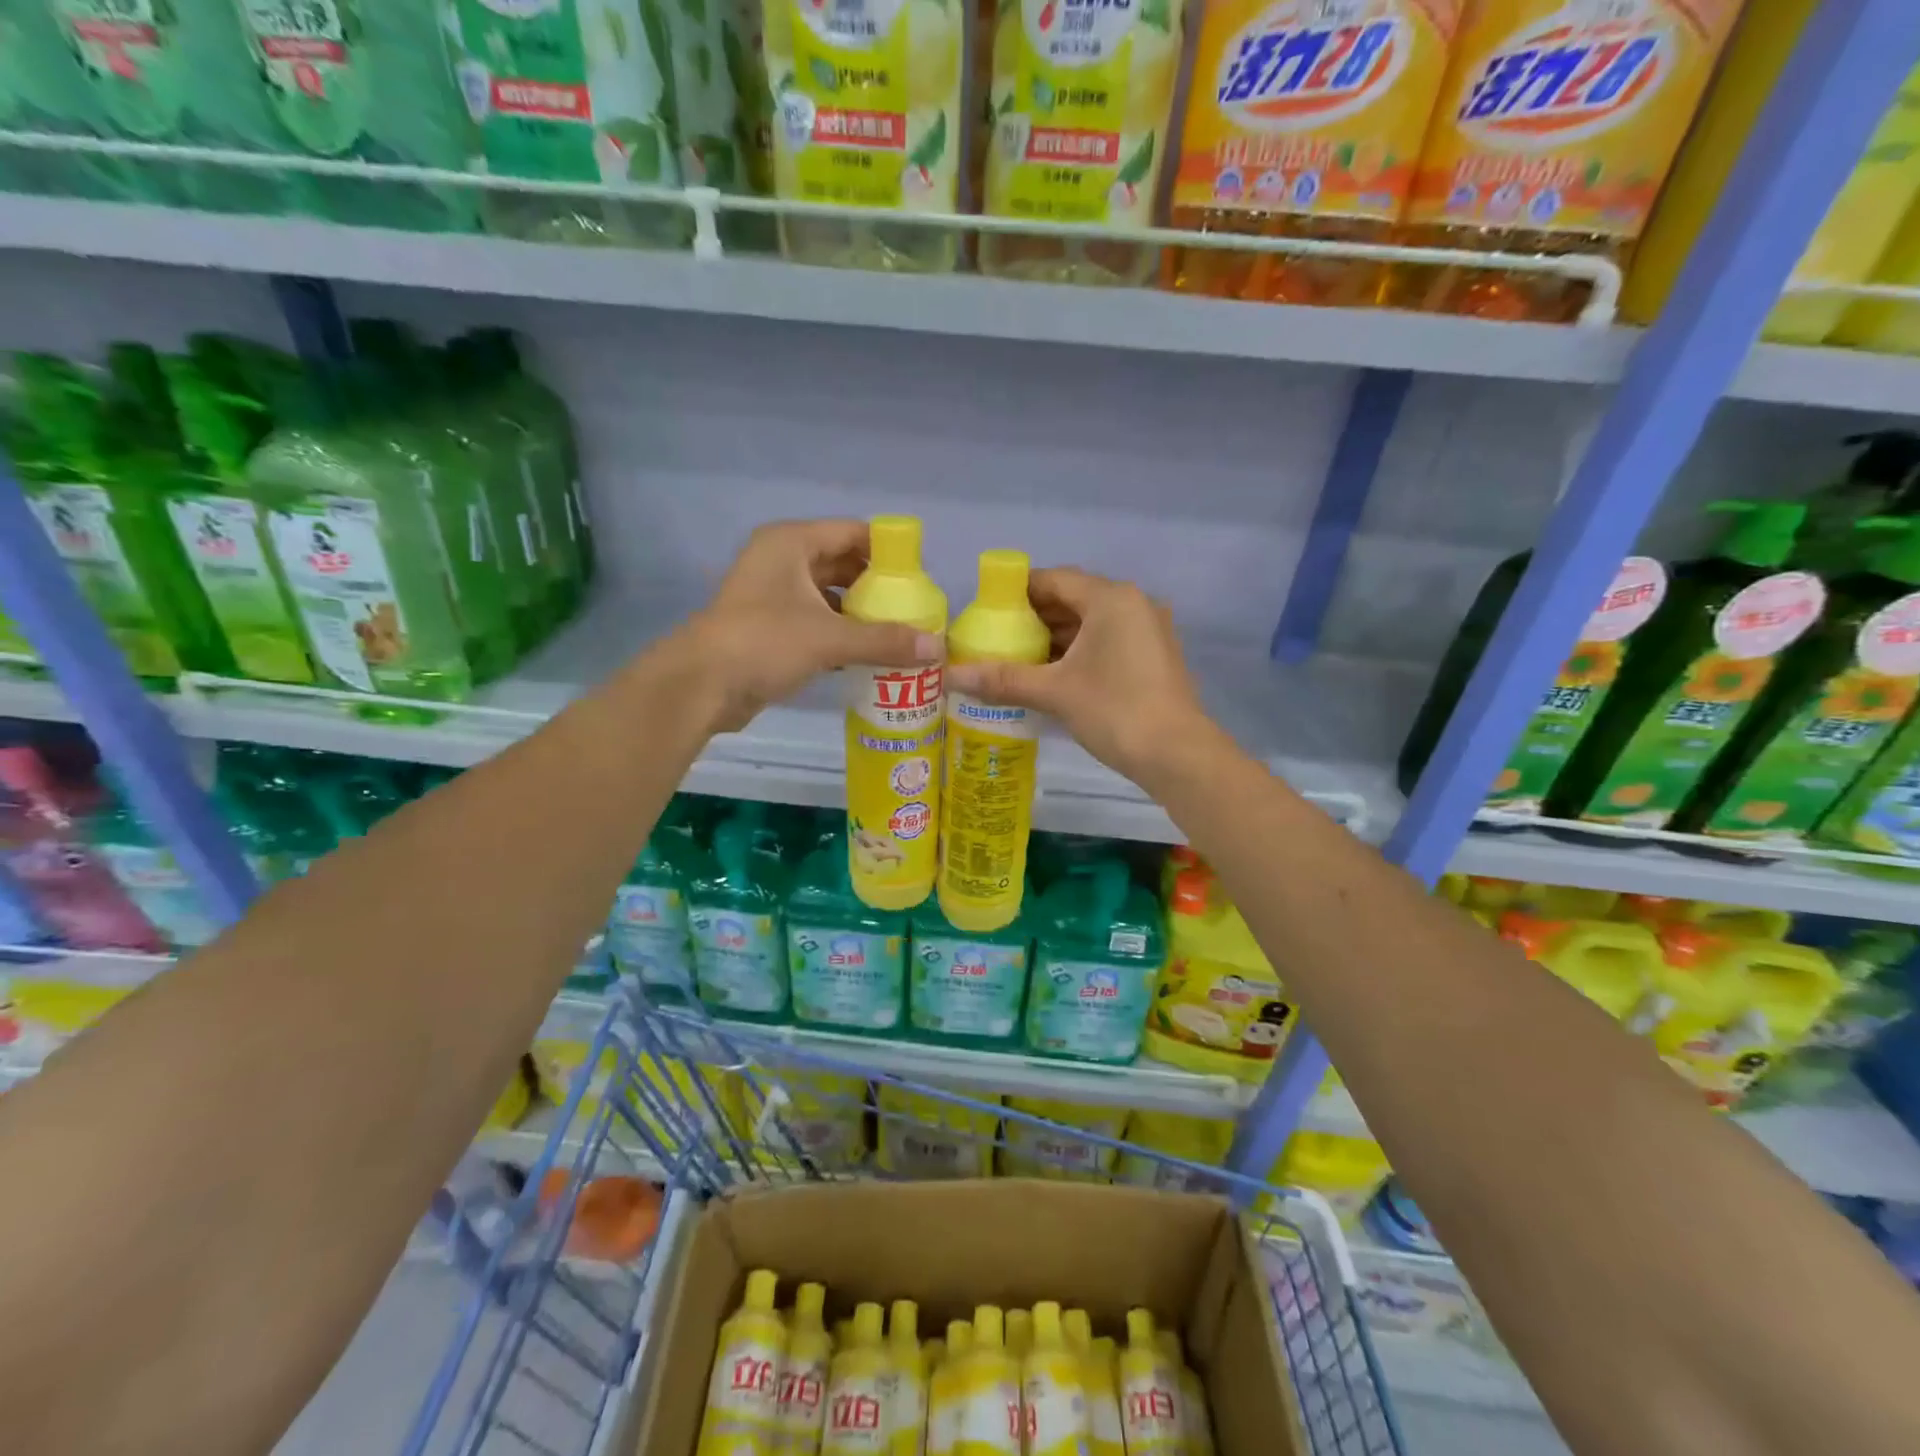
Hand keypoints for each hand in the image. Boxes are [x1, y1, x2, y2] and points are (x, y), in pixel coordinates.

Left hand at [681, 519, 942, 731]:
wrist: (701, 685)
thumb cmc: (764, 643)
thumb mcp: (829, 638)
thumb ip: (884, 640)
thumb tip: (938, 648)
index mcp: (792, 543)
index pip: (853, 533)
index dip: (889, 552)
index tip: (921, 579)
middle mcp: (783, 560)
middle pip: (844, 564)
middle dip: (879, 587)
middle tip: (915, 610)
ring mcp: (774, 594)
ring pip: (831, 595)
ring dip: (862, 614)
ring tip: (901, 633)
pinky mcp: (771, 626)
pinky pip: (818, 621)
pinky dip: (842, 633)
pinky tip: (870, 654)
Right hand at [945, 567, 1210, 784]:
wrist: (1178, 755)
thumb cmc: (1115, 711)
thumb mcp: (1054, 692)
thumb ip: (1003, 679)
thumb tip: (950, 677)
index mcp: (1111, 598)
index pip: (1054, 579)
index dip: (1017, 592)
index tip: (987, 611)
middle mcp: (1133, 604)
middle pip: (1073, 599)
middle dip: (1034, 618)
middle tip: (997, 638)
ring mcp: (1148, 630)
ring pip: (1091, 623)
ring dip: (1056, 638)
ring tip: (1017, 658)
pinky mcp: (1153, 656)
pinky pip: (1107, 641)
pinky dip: (1078, 652)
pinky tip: (1052, 675)